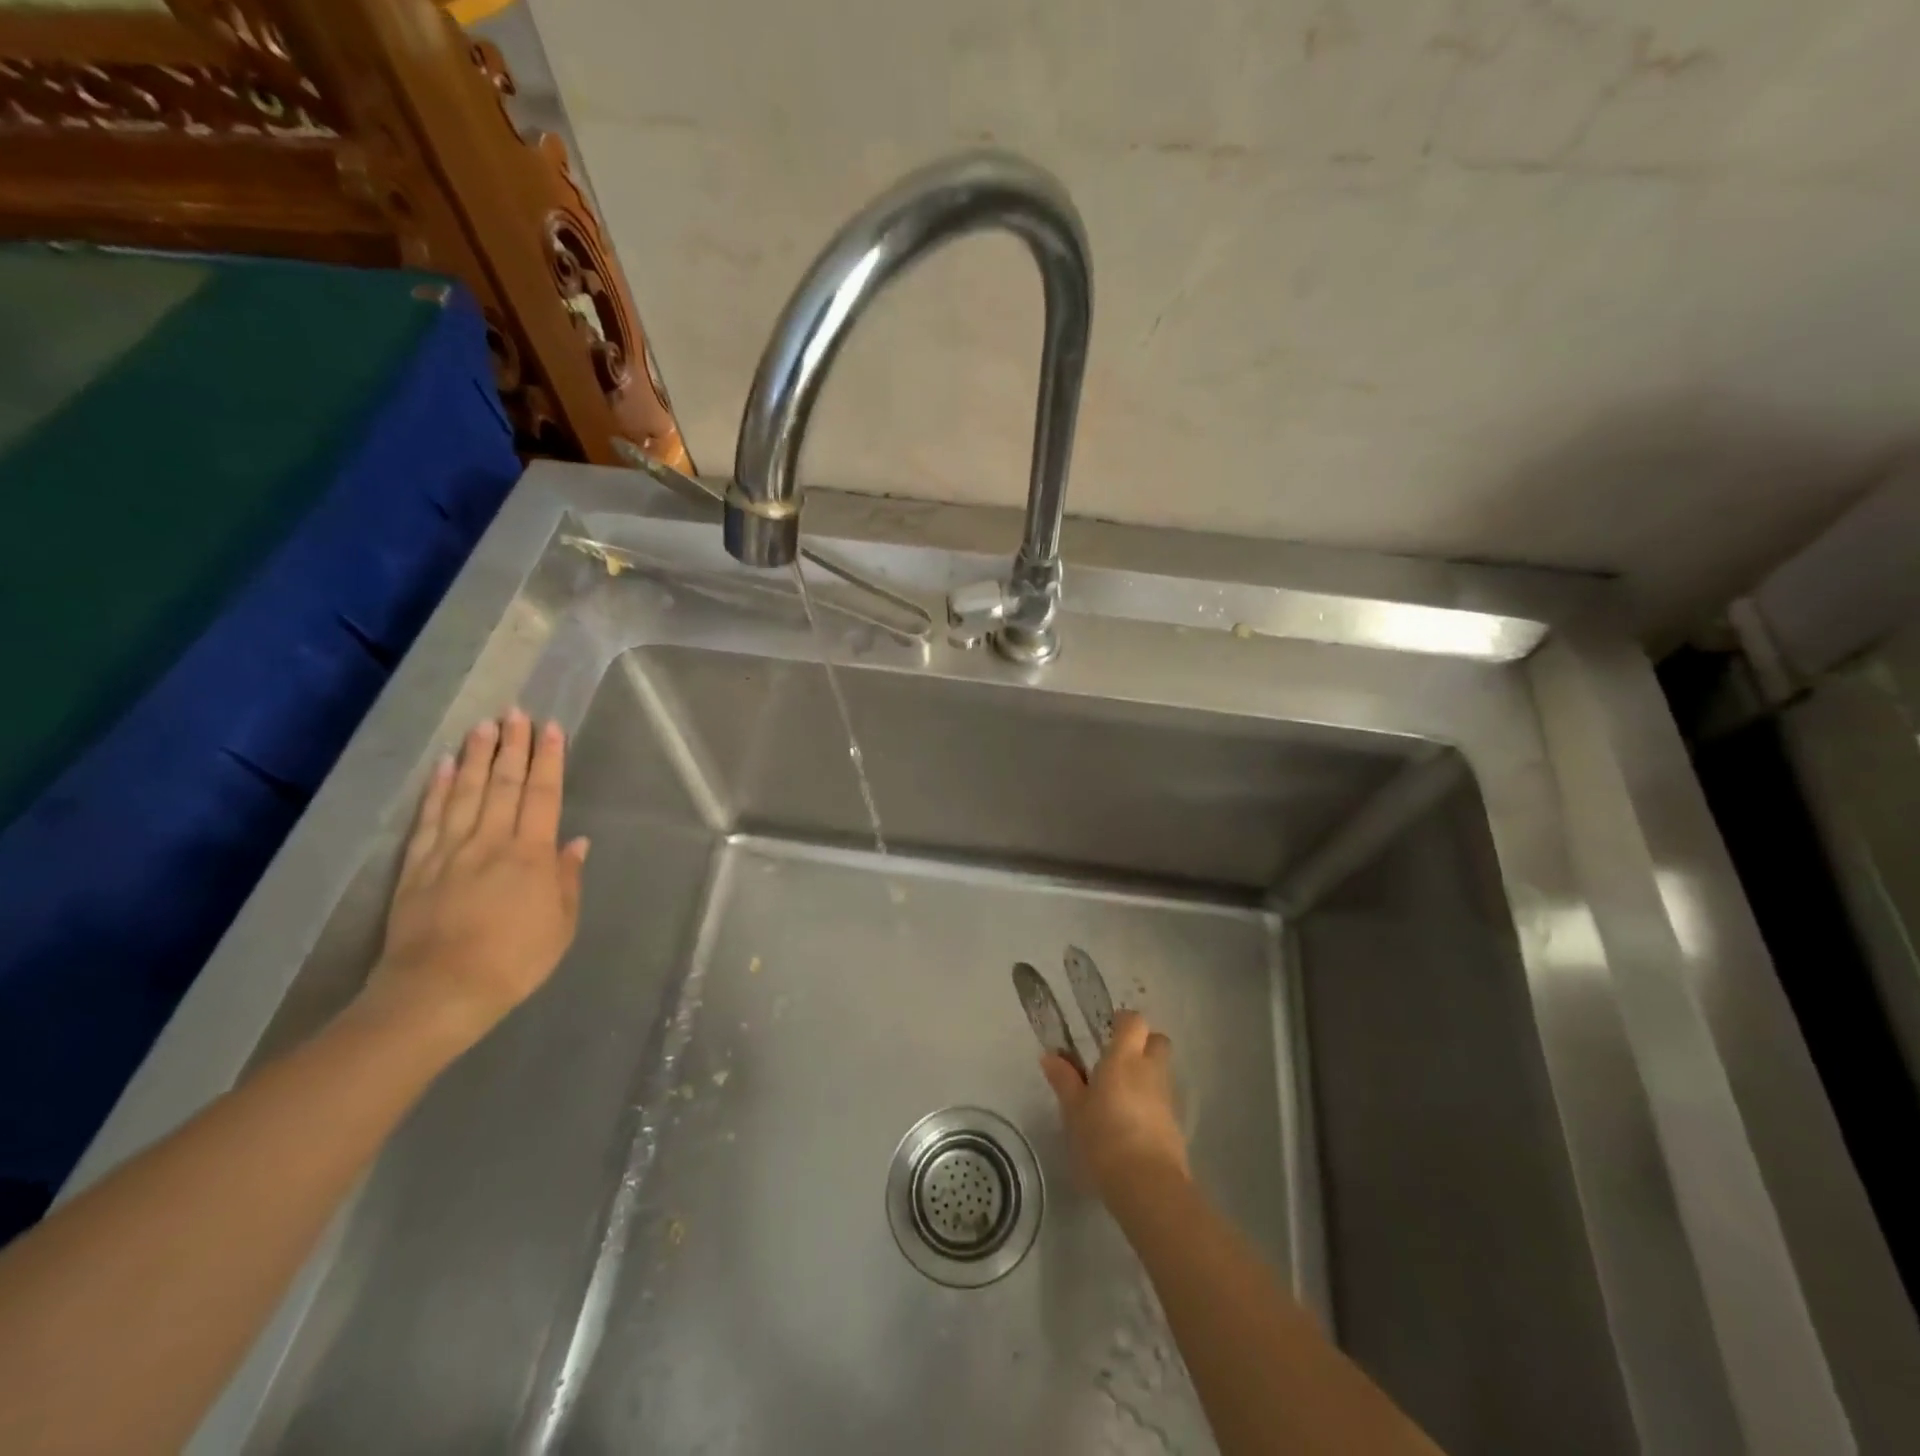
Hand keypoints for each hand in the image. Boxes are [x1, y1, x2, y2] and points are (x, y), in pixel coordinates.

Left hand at [364, 710, 588, 1045]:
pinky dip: (438, 789)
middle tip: (516, 712)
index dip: (549, 760)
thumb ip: (567, 880)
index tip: (550, 729)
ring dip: (478, 756)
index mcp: (532, 855)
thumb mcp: (560, 926)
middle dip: (513, 746)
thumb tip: (575, 842)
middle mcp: (492, 842)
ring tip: (484, 726)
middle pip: (505, 784)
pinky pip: (430, 818)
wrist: (438, 992)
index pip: (543, 795)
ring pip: (468, 792)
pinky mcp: (418, 866)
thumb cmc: (514, 961)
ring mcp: (451, 851)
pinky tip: (446, 766)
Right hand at [1041, 1009, 1189, 1203]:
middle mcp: (1150, 1070)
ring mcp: (1166, 1097)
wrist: (1147, 1184)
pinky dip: (1150, 1103)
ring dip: (1146, 1075)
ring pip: (1161, 1071)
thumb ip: (1064, 1080)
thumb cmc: (1103, 1137)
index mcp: (1124, 1058)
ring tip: (1119, 1095)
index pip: (1134, 1021)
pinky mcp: (1175, 1124)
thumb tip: (1050, 1056)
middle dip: (1143, 1044)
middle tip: (1118, 1059)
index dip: (1123, 1022)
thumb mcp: (1074, 1109)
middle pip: (1157, 1041)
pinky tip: (1131, 1123)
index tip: (1106, 1031)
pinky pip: (1163, 1100)